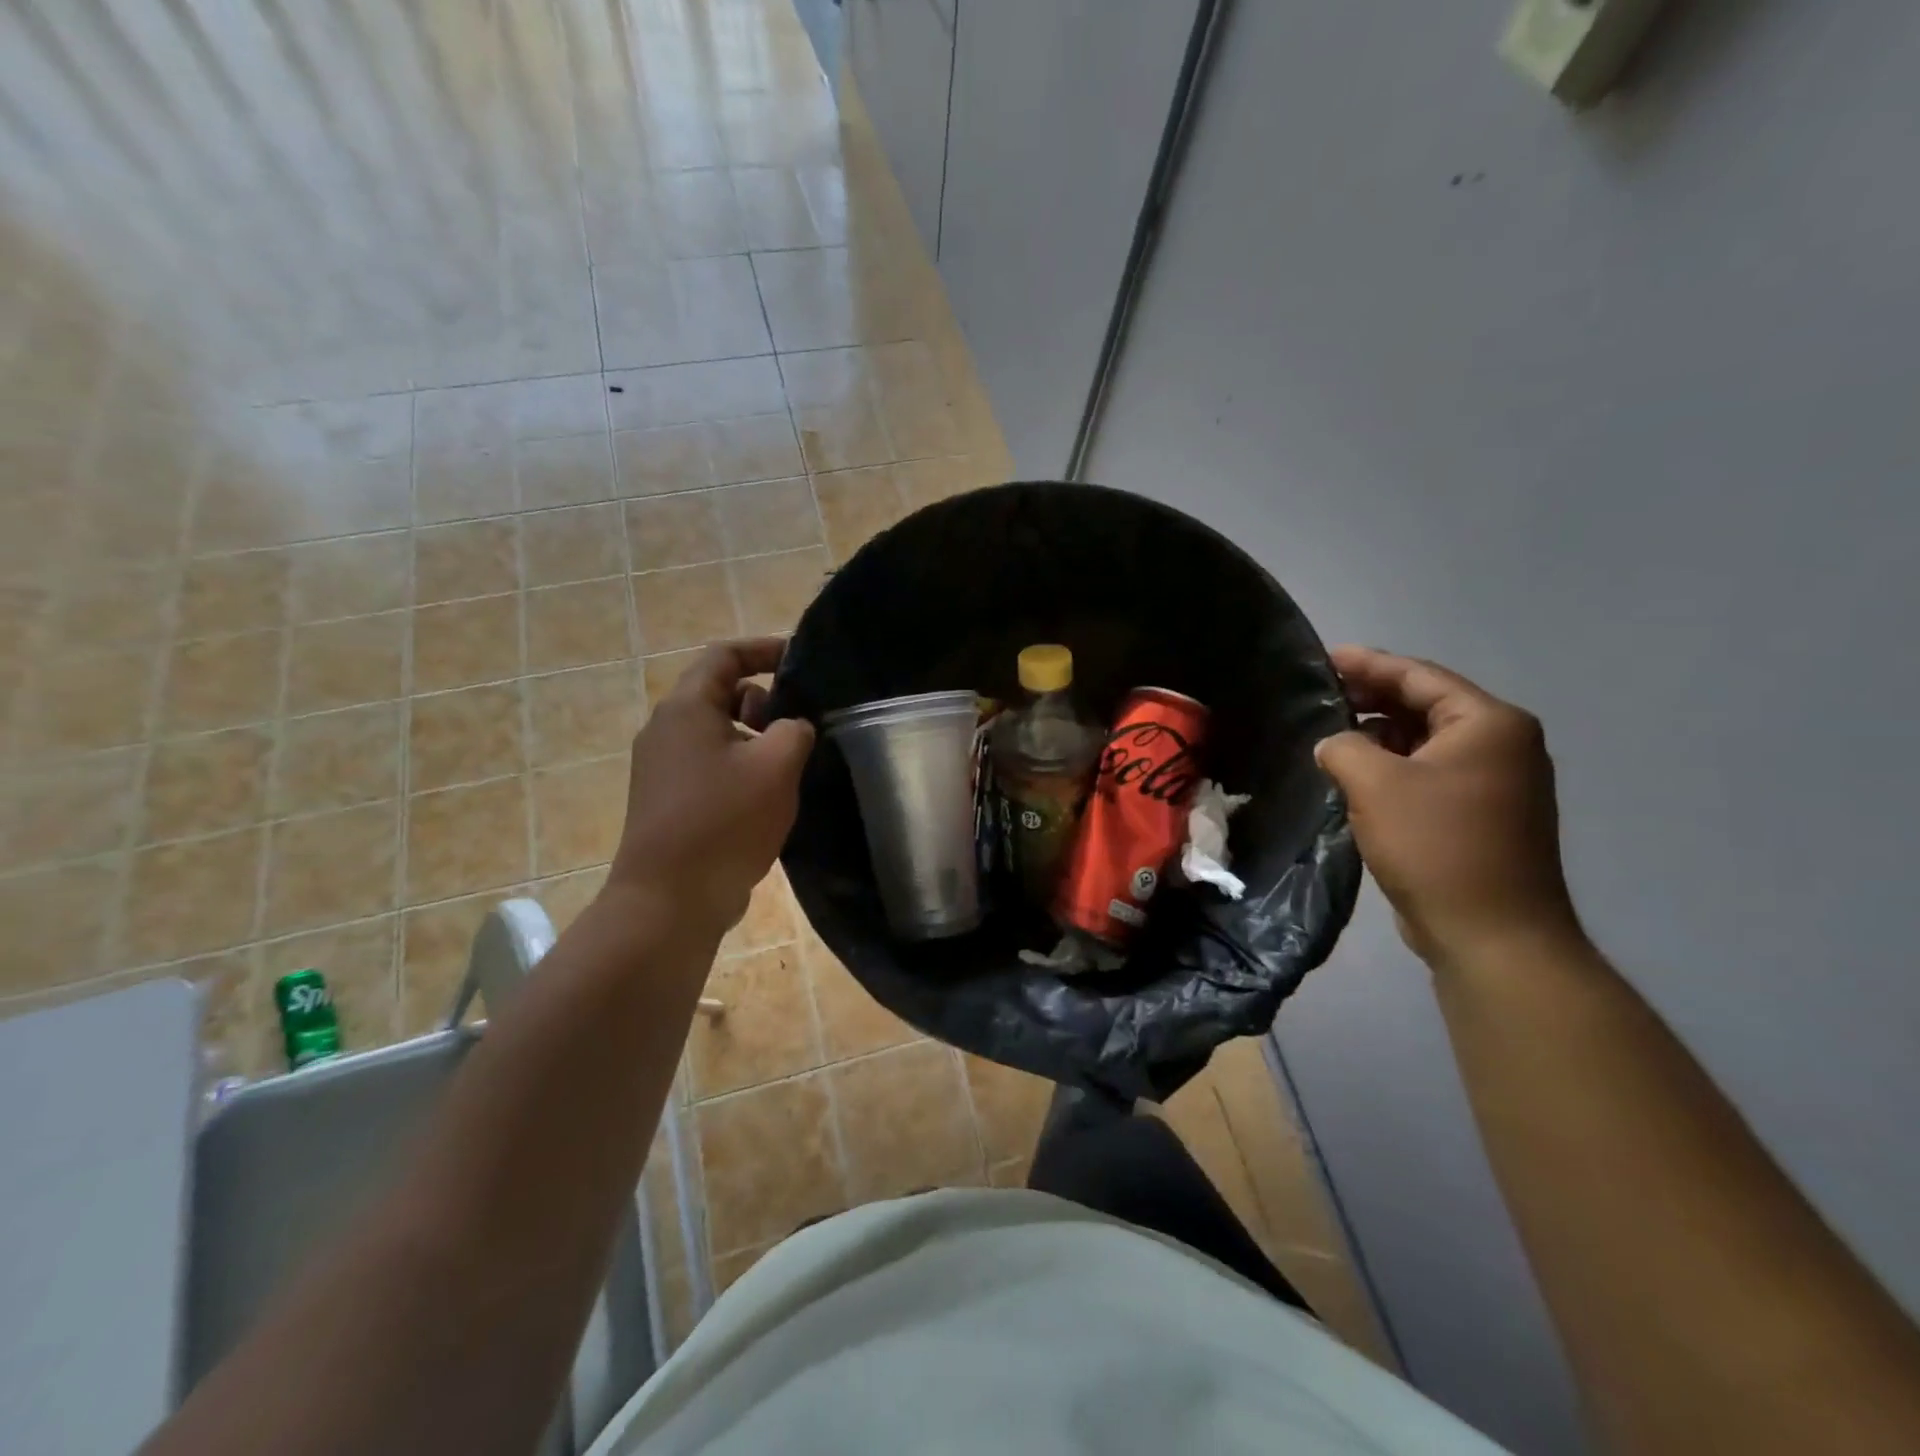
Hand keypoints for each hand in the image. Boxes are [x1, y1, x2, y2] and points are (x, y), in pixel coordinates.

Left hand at [607, 638, 815, 936]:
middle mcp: (666, 729)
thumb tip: (792, 727)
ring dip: (755, 739)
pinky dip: (740, 767)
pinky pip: (710, 765)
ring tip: (788, 768)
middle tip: (798, 729)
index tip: (802, 659)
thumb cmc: (724, 822)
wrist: (669, 900)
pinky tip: (766, 799)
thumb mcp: (775, 766)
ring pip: (718, 733)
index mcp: (687, 709)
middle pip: (721, 693)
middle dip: (765, 702)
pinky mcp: (667, 799)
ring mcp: (662, 767)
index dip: (765, 649)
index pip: (724, 655)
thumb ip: (795, 730)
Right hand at [1315, 646, 1582, 970]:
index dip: (1368, 664)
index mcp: (1488, 724)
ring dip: (1379, 734)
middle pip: (1426, 704)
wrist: (1491, 933)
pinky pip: (1428, 771)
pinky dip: (1392, 765)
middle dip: (1372, 697)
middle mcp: (1501, 744)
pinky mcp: (1480, 814)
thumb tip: (1333, 743)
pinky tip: (1355, 772)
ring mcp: (1495, 781)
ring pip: (1425, 740)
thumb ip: (1343, 746)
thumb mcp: (1376, 784)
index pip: (1419, 676)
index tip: (1325, 657)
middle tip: (1321, 693)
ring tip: (1329, 732)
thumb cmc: (1437, 846)